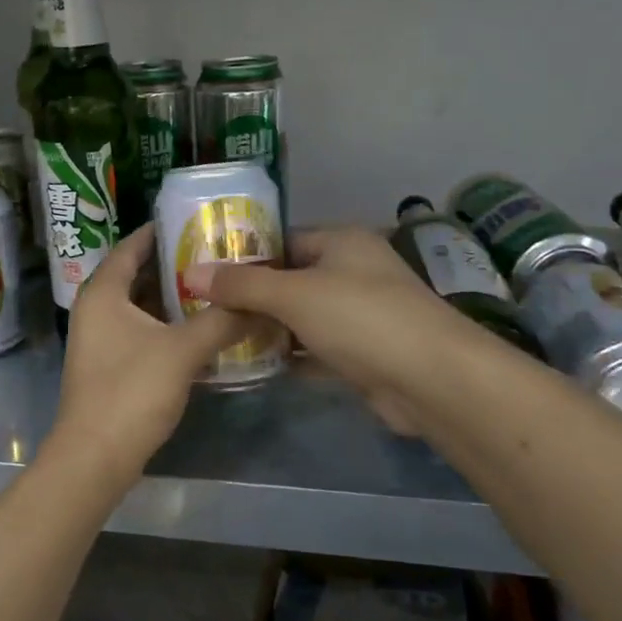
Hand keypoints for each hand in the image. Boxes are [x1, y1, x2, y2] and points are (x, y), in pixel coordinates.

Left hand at [50, 226, 252, 478]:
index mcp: (103, 293)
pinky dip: (166, 325)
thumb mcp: (183, 350)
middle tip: (214, 253)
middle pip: (135, 276)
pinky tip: (199, 328)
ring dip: (172, 298)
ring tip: (214, 286)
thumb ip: (222, 321)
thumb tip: (261, 303)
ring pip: (140, 307)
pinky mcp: (109, 366)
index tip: (191, 220)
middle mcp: (96, 310)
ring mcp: (100, 340)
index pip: (130, 248)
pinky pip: (140, 331)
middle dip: (172, 264)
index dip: (157, 231)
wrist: (96, 456)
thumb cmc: (132, 391)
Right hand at [181, 227, 462, 436]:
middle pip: (290, 280)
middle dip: (251, 297)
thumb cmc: (360, 318)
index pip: (283, 241)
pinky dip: (289, 356)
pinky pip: (314, 349)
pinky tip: (253, 365)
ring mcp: (359, 315)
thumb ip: (242, 286)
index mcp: (342, 243)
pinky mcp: (361, 354)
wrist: (431, 379)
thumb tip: (191, 273)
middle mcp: (352, 272)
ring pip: (301, 317)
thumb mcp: (294, 295)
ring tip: (219, 337)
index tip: (205, 274)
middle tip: (204, 310)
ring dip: (268, 329)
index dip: (245, 256)